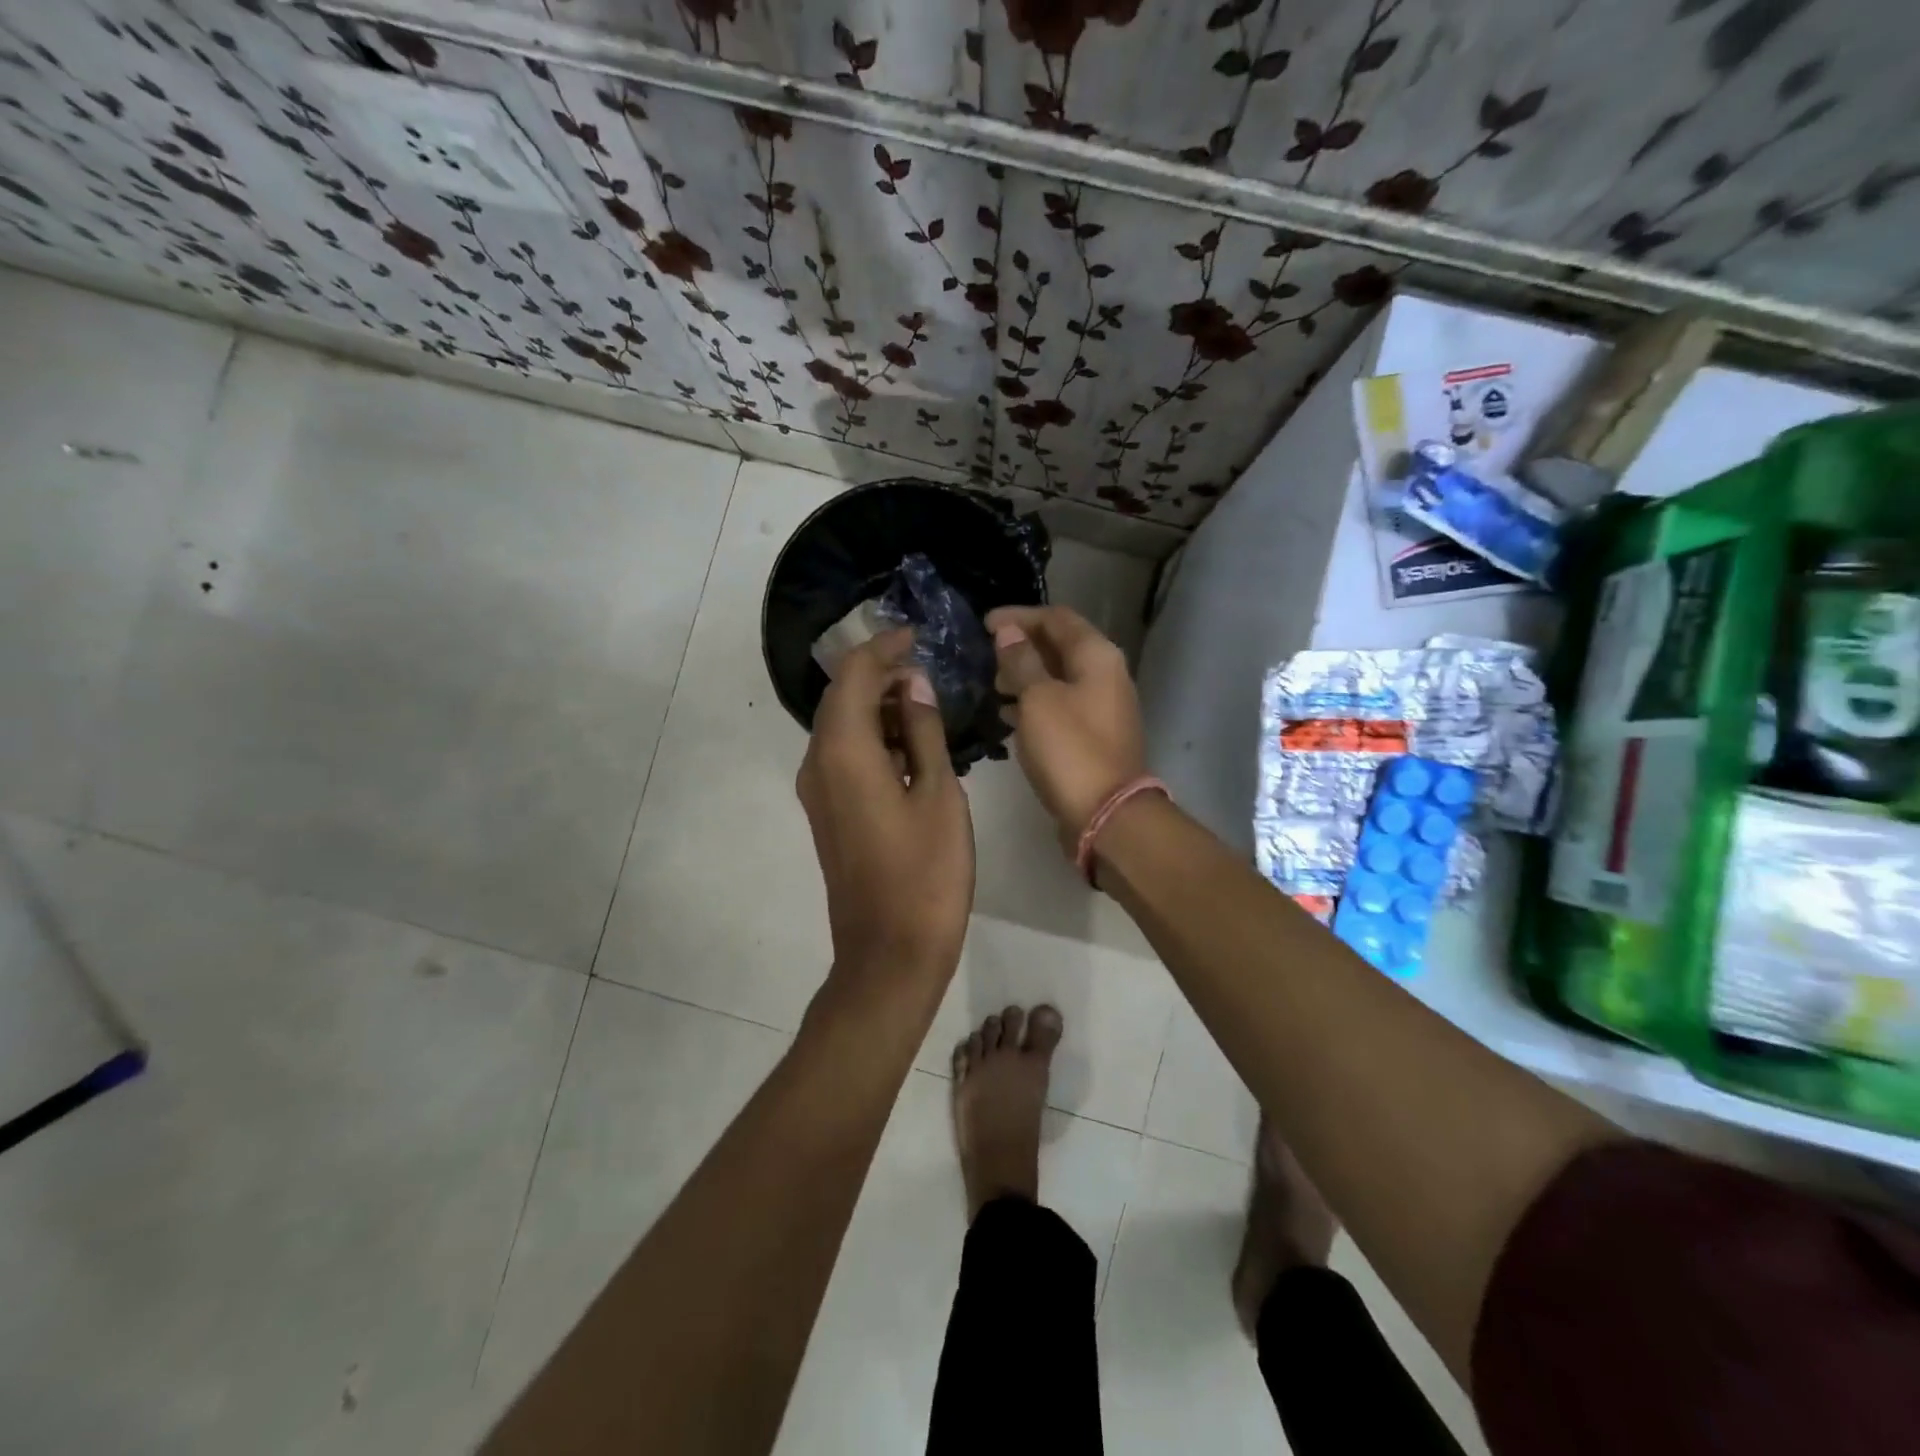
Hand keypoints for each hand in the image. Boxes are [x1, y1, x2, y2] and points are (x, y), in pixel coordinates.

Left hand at [797, 630, 974, 989]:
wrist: (889, 953)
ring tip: (928, 704)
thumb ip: (924, 732)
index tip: (918, 636)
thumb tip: (914, 686)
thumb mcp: (938, 794)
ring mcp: (818, 791)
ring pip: (842, 727)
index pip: (855, 676)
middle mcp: (818, 763)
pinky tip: (912, 745)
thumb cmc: (926, 873)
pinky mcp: (827, 813)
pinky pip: (844, 756)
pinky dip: (874, 738)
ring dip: (879, 707)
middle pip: (842, 697)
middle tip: (928, 668)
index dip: (884, 648)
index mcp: (844, 751)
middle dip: (881, 674)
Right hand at [986, 606, 1146, 847]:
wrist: (1106, 814)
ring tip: (994, 686)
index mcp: (1097, 656)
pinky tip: (1009, 715)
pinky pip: (1061, 705)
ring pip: (1059, 677)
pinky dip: (1035, 702)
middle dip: (1022, 646)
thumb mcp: (1038, 699)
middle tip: (988, 656)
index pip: (1056, 617)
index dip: (1019, 616)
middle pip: (1061, 645)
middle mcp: (1106, 674)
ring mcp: (1103, 706)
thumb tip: (1008, 632)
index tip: (985, 625)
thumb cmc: (1069, 749)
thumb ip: (1021, 661)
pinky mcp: (1094, 735)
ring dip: (1027, 675)